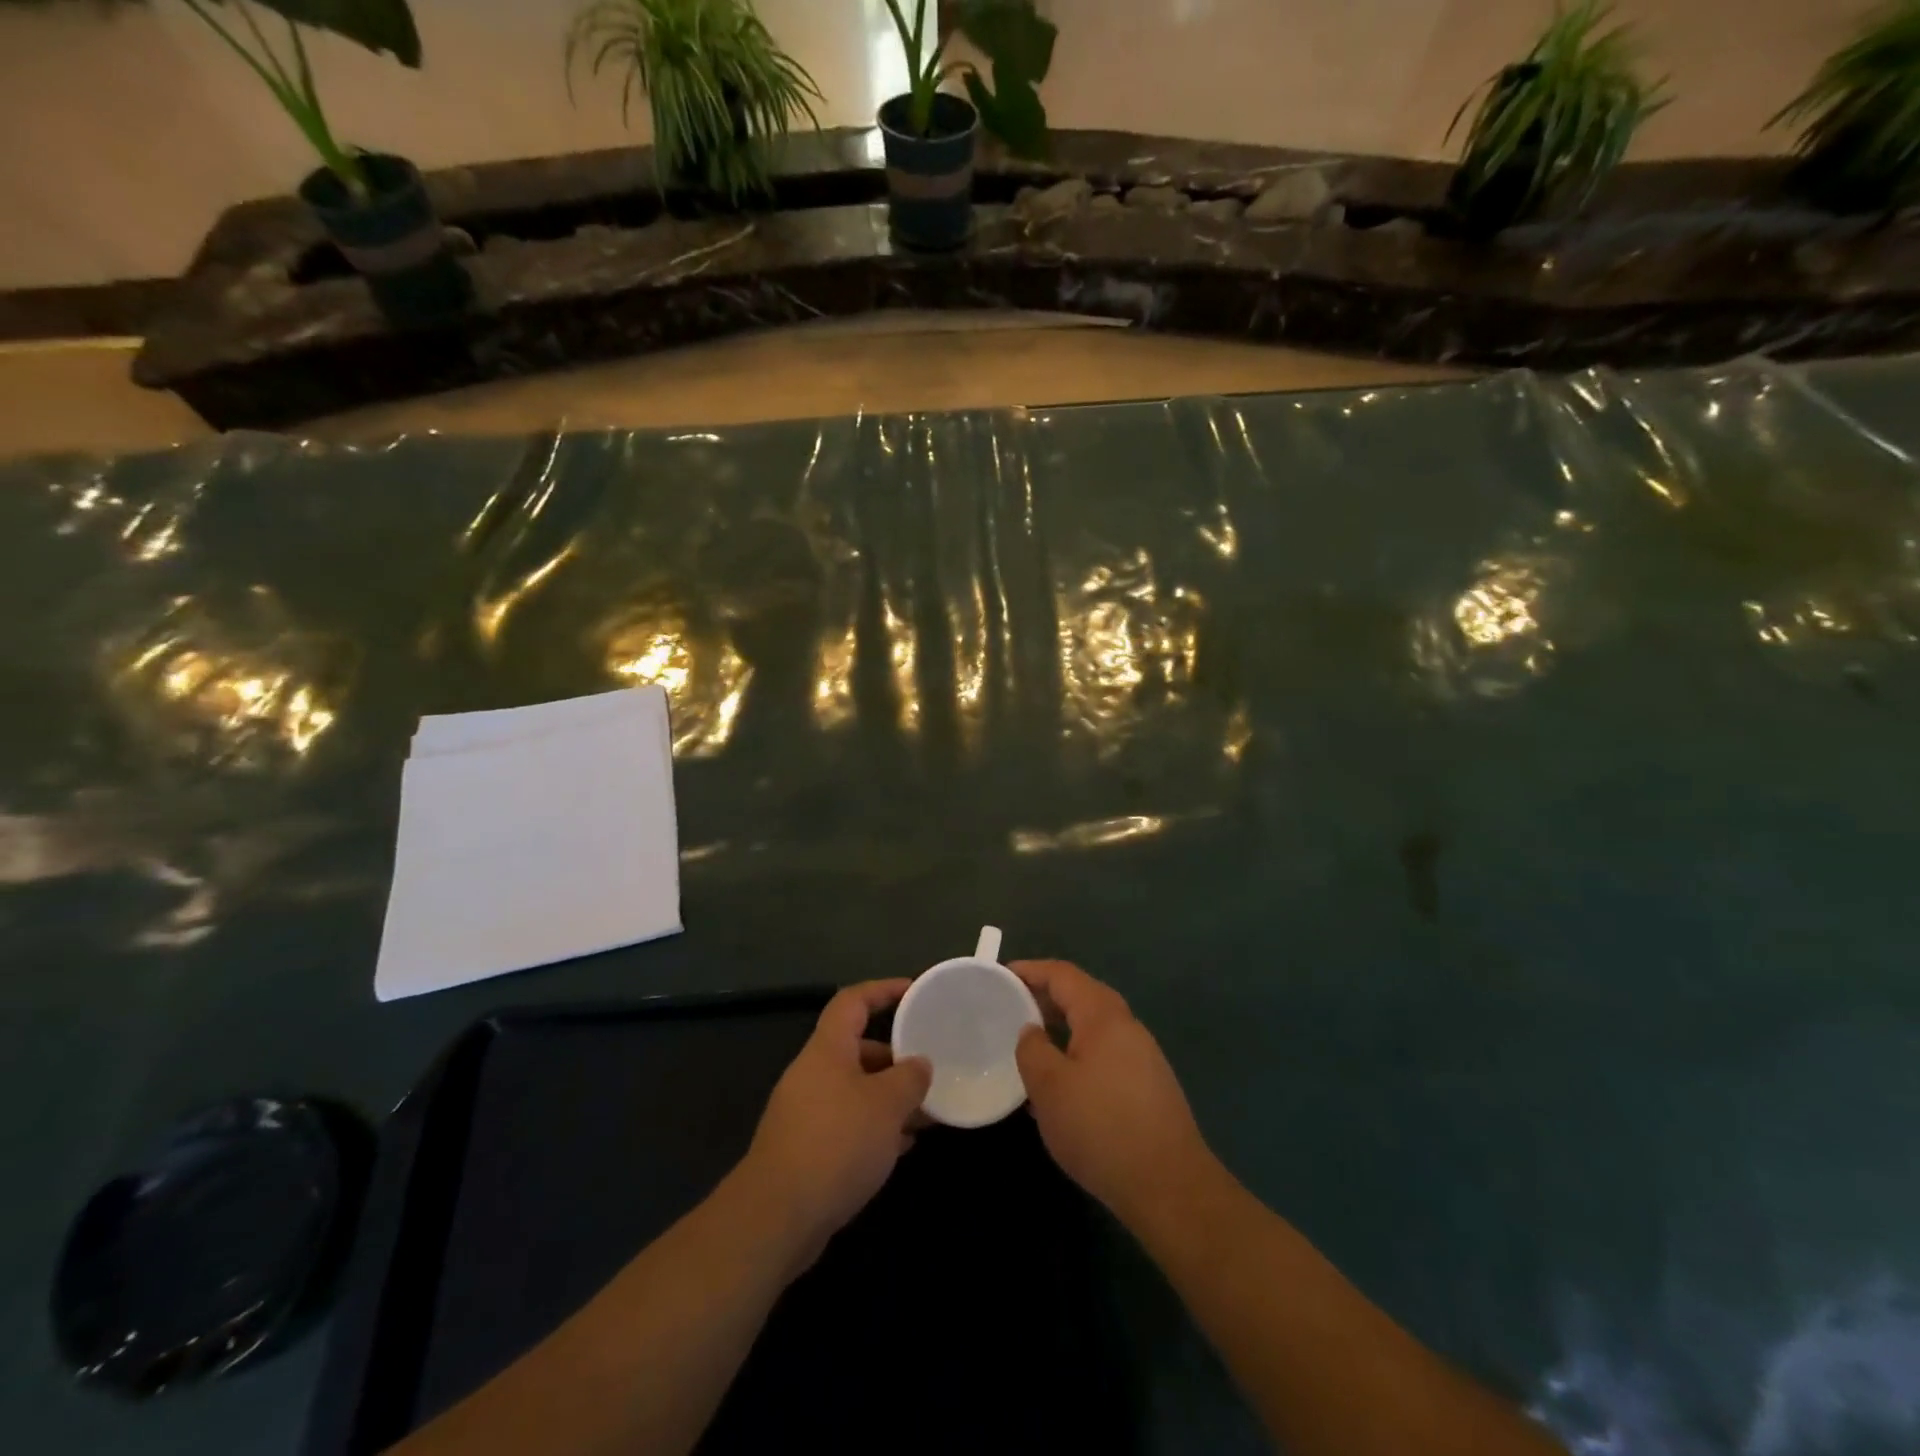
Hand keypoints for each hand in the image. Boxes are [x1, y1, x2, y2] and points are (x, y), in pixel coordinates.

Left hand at [739, 979, 930, 1271]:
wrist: (776, 1217)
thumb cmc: (836, 1143)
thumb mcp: (886, 1105)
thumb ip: (910, 1078)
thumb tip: (920, 1064)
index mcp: (827, 1050)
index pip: (853, 1001)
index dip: (883, 990)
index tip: (914, 991)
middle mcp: (813, 1073)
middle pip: (857, 1048)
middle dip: (895, 1057)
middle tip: (929, 1068)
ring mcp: (806, 1112)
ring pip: (856, 1090)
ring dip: (889, 1097)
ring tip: (926, 1112)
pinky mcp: (806, 1149)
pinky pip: (848, 1123)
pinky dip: (875, 1127)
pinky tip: (902, 1146)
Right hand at [1012, 959, 1214, 1226]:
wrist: (1170, 1186)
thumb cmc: (1101, 1127)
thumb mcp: (1049, 1087)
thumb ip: (1032, 1050)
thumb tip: (1032, 1032)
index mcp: (1103, 1016)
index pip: (1063, 975)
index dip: (1031, 970)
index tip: (1002, 975)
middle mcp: (1127, 1026)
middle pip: (1082, 996)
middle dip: (1046, 997)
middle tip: (1012, 1007)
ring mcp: (1143, 1056)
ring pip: (1095, 1027)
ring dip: (1062, 1027)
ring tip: (1032, 1043)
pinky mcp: (1149, 1086)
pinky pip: (1105, 1053)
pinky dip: (1079, 1052)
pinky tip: (1063, 1083)